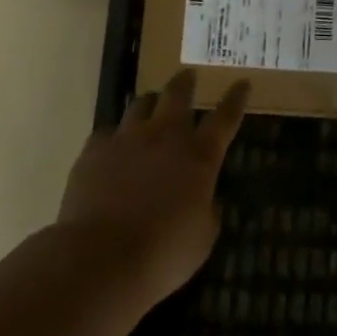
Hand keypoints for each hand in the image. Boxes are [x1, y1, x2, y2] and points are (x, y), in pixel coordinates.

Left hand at [55, 69, 249, 308]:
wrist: (100, 259)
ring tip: (150, 105)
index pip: (225, 118)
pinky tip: (113, 147)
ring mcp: (126, 139)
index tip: (242, 82)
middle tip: (188, 76)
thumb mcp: (203, 237)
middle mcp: (165, 137)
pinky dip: (115, 137)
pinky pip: (107, 132)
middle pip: (177, 95)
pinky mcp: (94, 150)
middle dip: (185, 83)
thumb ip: (208, 209)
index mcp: (199, 156)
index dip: (235, 99)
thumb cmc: (163, 254)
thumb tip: (204, 198)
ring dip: (150, 103)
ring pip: (141, 104)